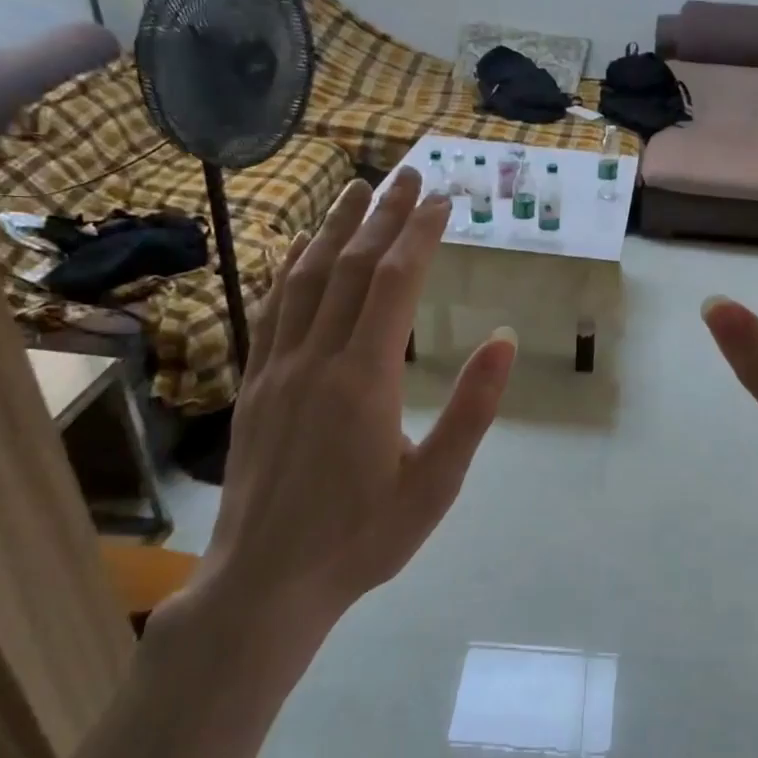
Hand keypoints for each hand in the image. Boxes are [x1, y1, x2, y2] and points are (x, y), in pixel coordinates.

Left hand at [191, 171, 516, 650]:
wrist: (266, 583)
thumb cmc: (362, 538)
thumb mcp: (436, 484)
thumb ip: (472, 410)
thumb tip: (503, 339)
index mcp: (364, 379)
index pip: (395, 282)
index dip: (419, 233)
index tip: (443, 199)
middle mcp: (315, 358)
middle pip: (351, 266)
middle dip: (382, 215)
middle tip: (407, 174)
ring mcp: (276, 368)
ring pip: (305, 279)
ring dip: (334, 229)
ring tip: (355, 191)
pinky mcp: (253, 384)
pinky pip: (271, 310)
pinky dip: (288, 269)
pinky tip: (298, 250)